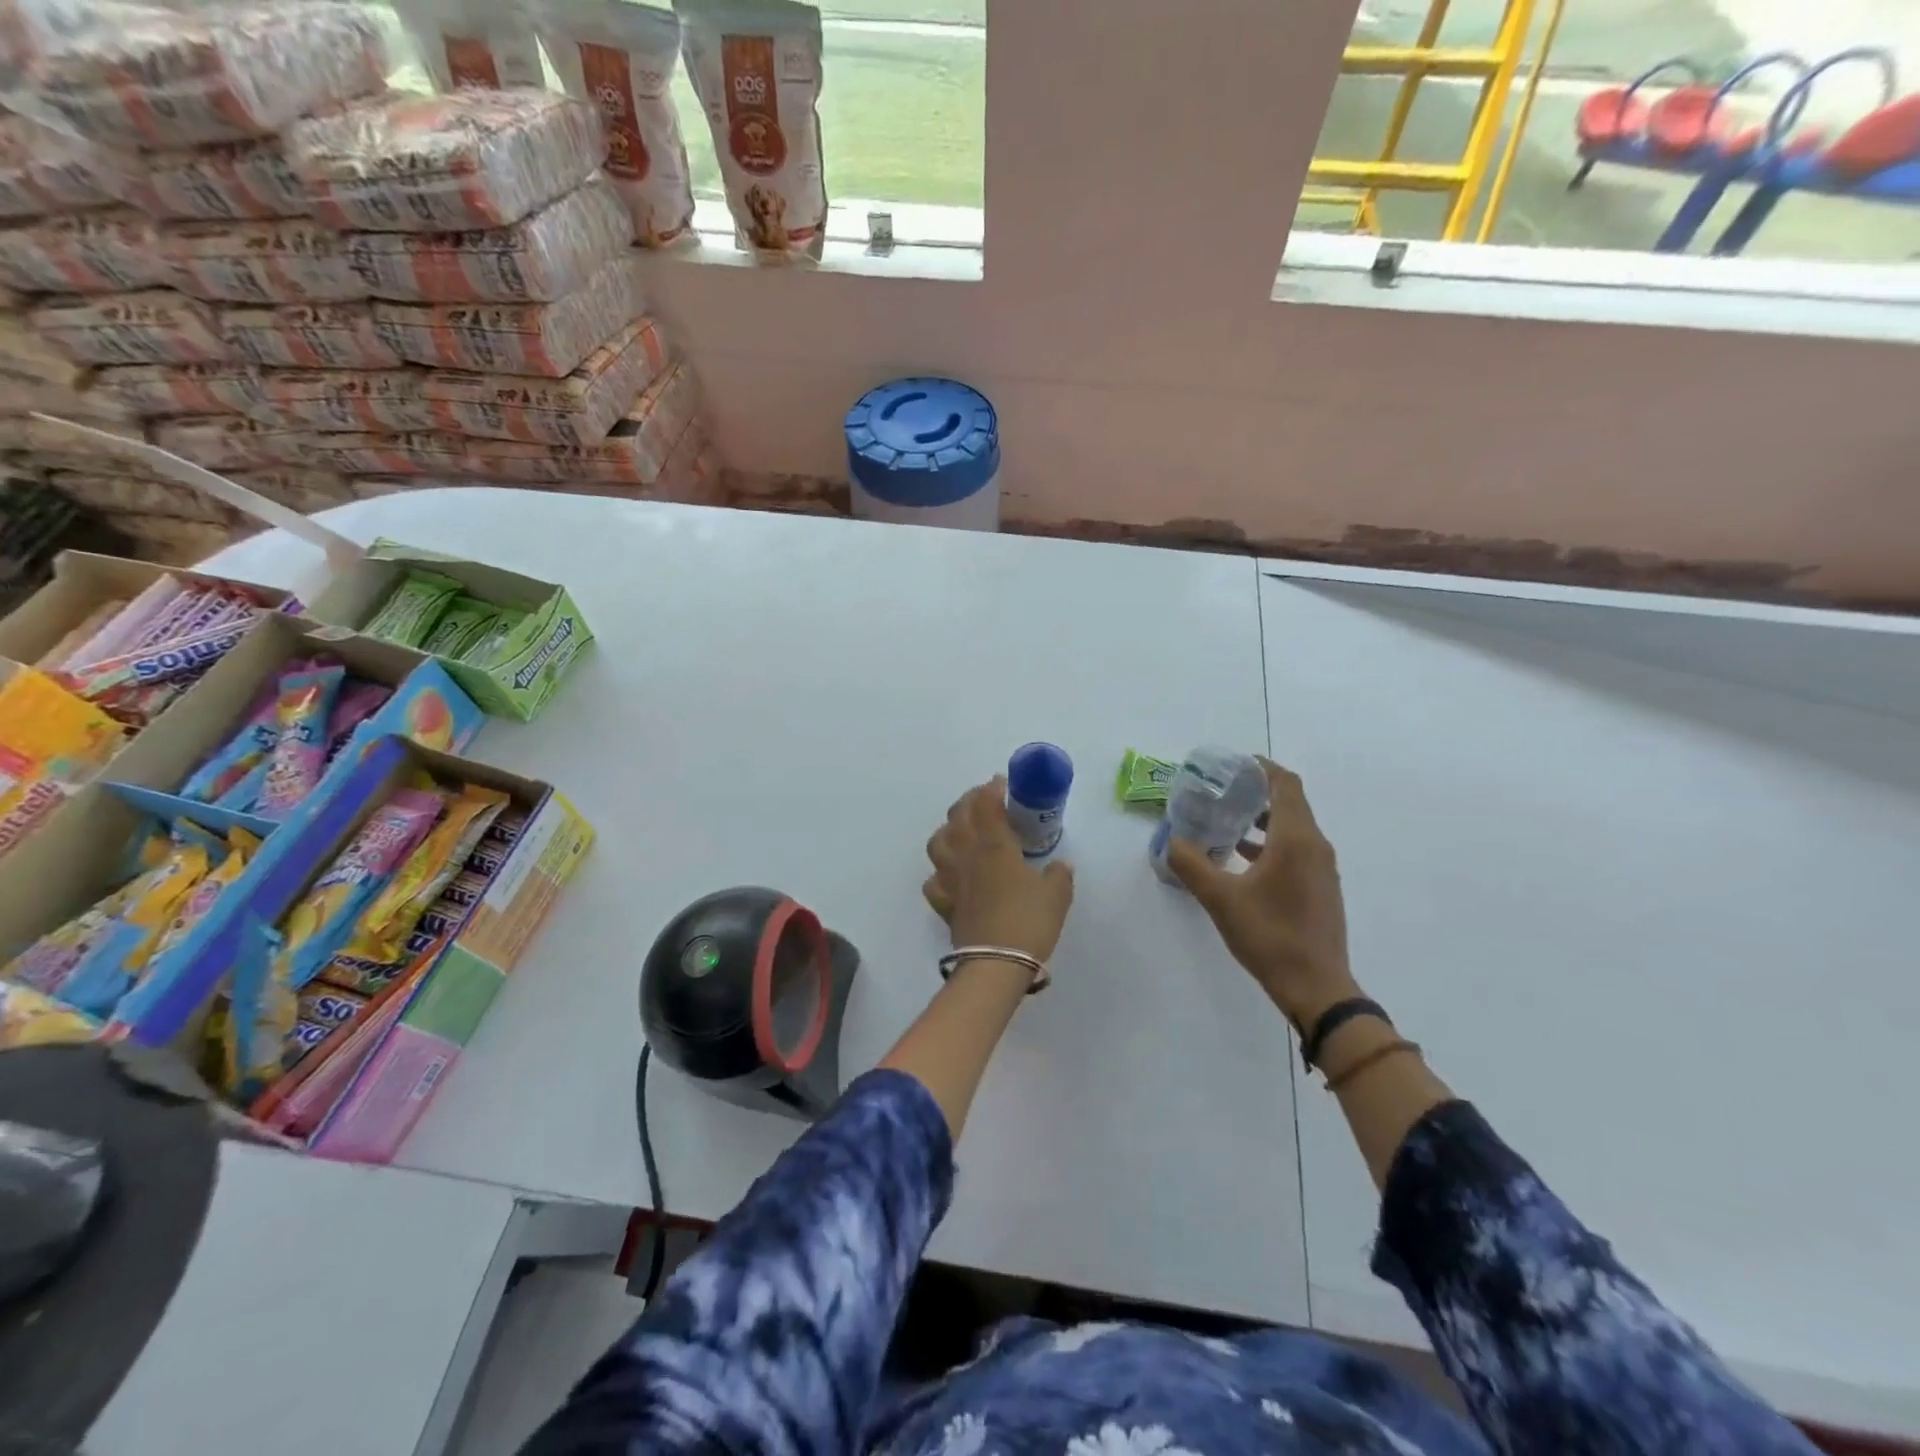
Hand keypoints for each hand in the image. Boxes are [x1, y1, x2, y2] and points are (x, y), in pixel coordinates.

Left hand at [923, 776, 1074, 963]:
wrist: (997, 963)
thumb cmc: (1029, 922)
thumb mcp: (1057, 895)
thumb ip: (1059, 874)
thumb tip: (1061, 866)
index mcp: (995, 846)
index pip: (986, 805)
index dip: (992, 789)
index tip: (1001, 783)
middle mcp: (968, 855)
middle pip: (958, 816)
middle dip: (970, 801)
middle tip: (984, 801)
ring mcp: (951, 878)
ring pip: (938, 842)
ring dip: (948, 829)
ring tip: (962, 831)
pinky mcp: (944, 902)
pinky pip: (934, 880)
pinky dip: (940, 872)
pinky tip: (951, 874)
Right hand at [1166, 758, 1357, 1027]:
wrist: (1317, 987)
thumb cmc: (1269, 935)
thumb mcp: (1220, 899)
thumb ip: (1191, 864)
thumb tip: (1172, 840)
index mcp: (1296, 839)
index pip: (1285, 784)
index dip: (1261, 768)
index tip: (1232, 765)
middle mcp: (1315, 846)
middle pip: (1291, 802)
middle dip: (1257, 791)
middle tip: (1221, 791)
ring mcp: (1322, 869)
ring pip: (1294, 827)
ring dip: (1263, 818)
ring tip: (1227, 821)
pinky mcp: (1321, 888)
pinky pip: (1297, 849)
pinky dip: (1272, 842)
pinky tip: (1243, 858)